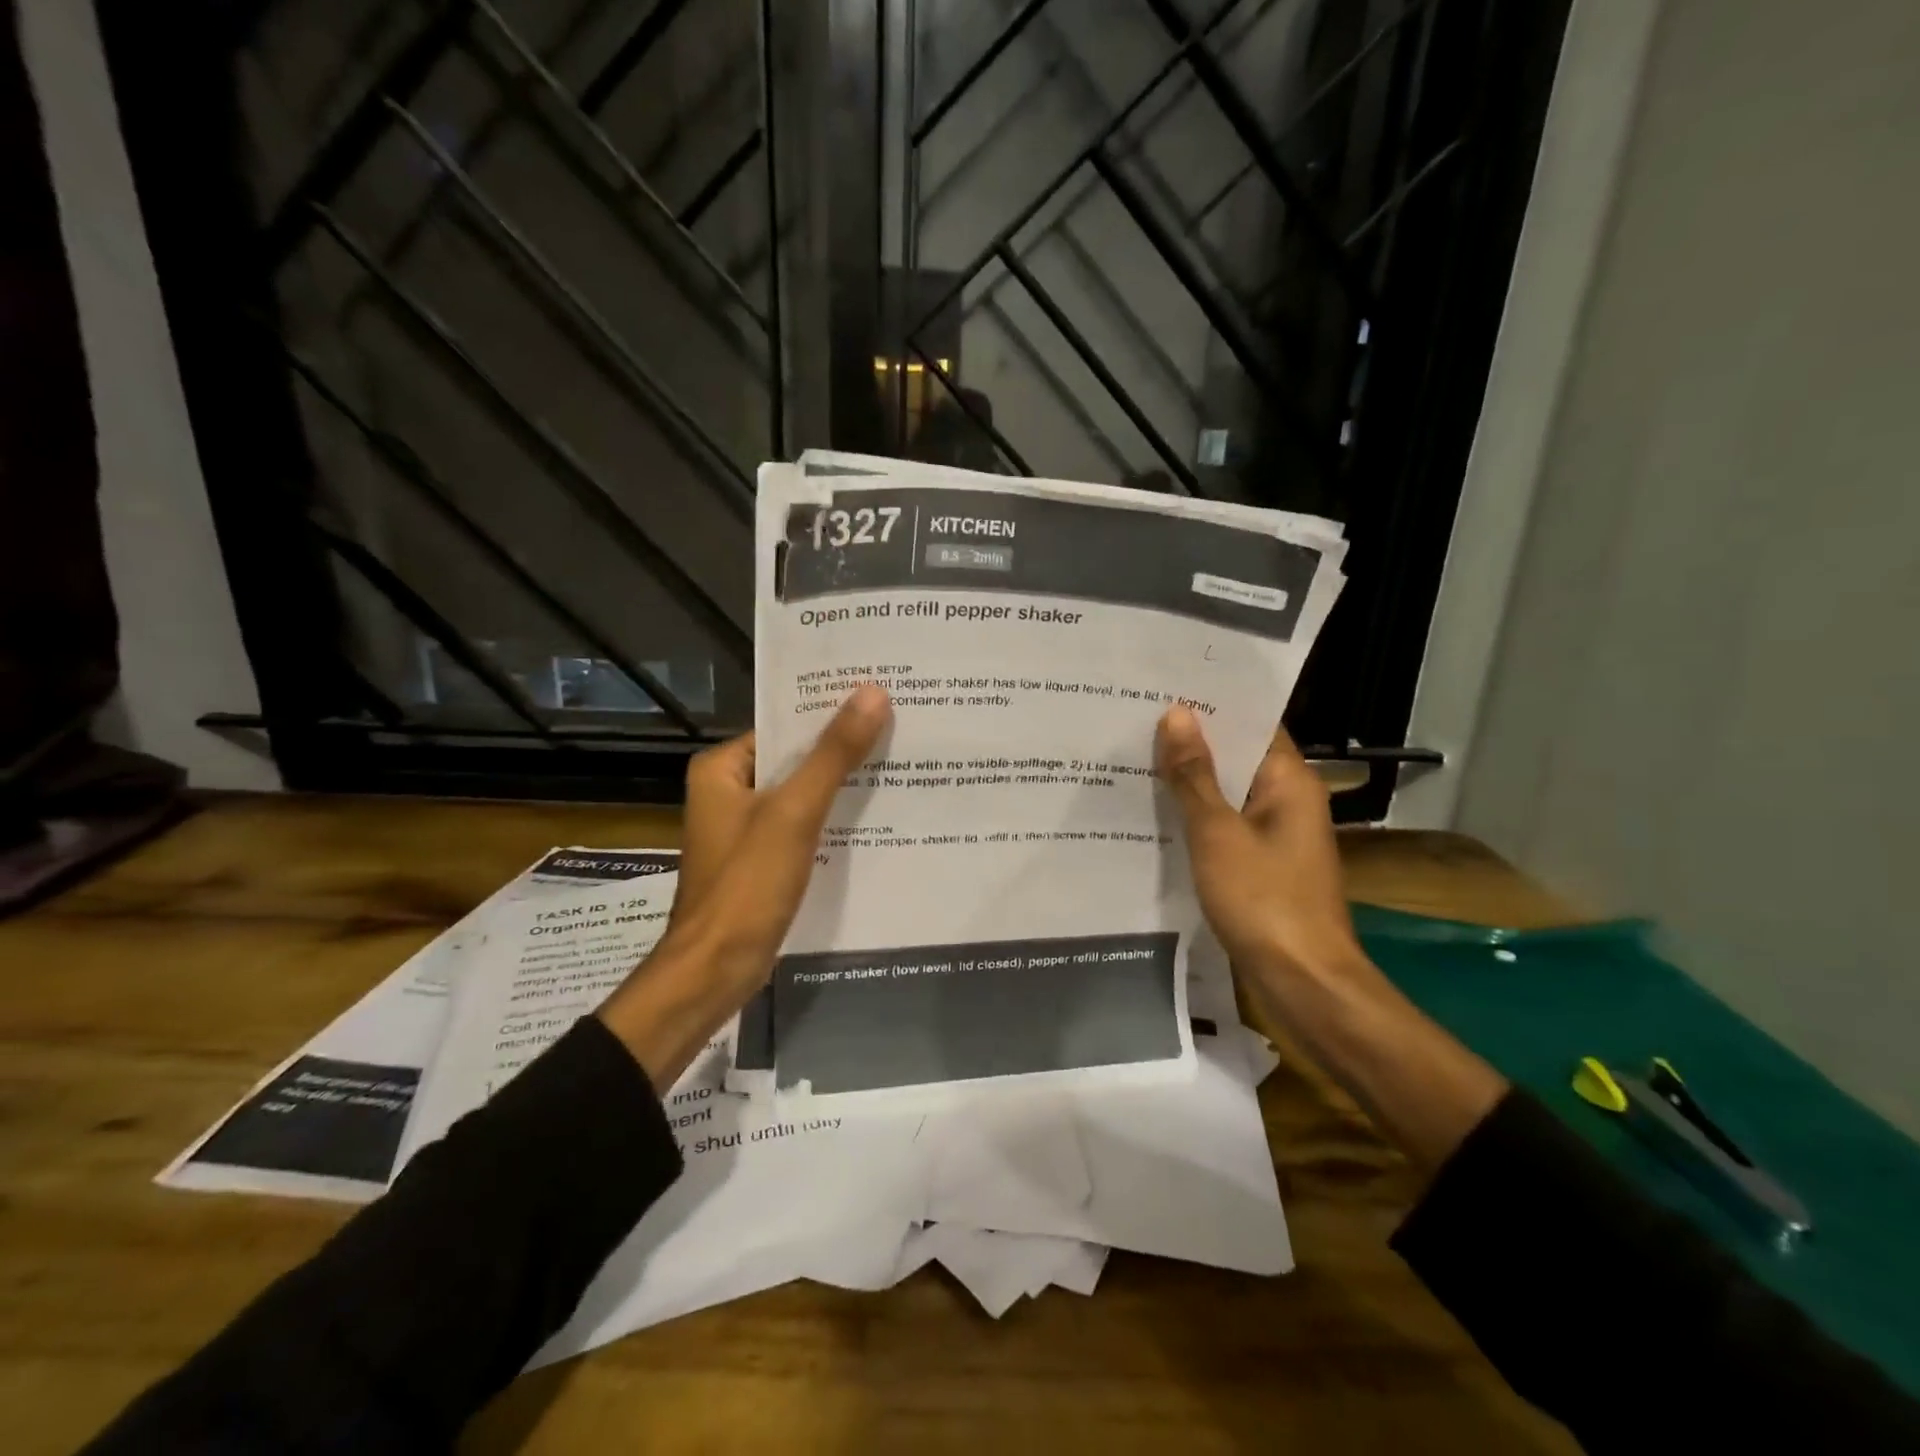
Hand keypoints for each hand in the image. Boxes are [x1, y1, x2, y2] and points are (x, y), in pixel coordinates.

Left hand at [599, 685, 892, 1088]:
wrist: (715, 971)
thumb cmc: (747, 885)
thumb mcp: (794, 813)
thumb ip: (833, 754)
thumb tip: (874, 693)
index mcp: (722, 768)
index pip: (783, 726)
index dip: (830, 714)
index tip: (880, 702)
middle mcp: (728, 790)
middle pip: (794, 759)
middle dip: (842, 750)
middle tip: (900, 730)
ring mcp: (744, 828)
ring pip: (801, 794)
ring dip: (840, 786)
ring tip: (898, 765)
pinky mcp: (761, 860)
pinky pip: (801, 826)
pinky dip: (831, 820)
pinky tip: (874, 816)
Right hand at [1155, 704, 1363, 985]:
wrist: (1303, 980)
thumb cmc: (1263, 899)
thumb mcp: (1217, 833)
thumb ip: (1194, 775)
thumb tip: (1177, 714)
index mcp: (1289, 780)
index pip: (1252, 722)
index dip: (1211, 704)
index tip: (1163, 687)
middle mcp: (1289, 798)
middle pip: (1238, 755)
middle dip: (1192, 740)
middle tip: (1136, 719)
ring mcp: (1277, 833)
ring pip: (1229, 791)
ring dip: (1191, 779)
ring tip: (1135, 756)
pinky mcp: (1263, 863)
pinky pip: (1226, 823)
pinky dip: (1197, 814)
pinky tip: (1156, 811)